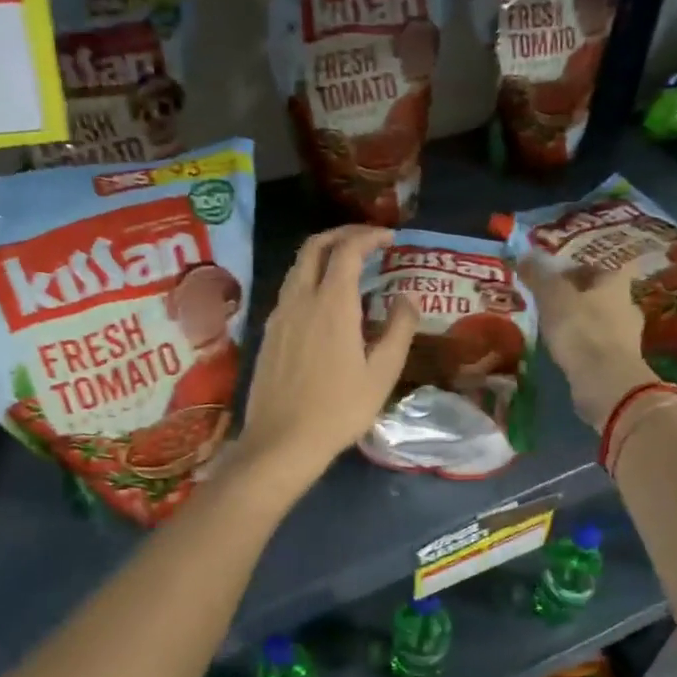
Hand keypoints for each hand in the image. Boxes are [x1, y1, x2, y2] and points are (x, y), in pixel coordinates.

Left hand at [236, 226, 417, 490]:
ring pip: (298, 267)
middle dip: (342, 234)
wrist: (281, 442)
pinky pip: (290, 289)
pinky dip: (310, 278)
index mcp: (331, 304)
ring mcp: (279, 315)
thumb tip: (407, 299)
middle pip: (314, 247)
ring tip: (348, 266)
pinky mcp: (269, 333)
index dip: (369, 236)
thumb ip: (398, 330)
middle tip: (367, 240)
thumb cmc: (339, 409)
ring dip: (323, 255)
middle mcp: (300, 299)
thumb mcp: (382, 373)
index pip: (347, 250)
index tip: (390, 238)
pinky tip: (325, 301)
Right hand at [520, 260, 658, 430]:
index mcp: (615, 283)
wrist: (605, 382)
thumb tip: (527, 253)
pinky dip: (585, 346)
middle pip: (600, 295)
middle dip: (578, 298)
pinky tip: (567, 353)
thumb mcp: (553, 296)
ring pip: (601, 321)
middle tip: (551, 303)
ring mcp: (628, 337)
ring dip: (582, 323)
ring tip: (555, 330)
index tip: (552, 279)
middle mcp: (627, 305)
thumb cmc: (581, 330)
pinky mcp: (622, 363)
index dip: (574, 270)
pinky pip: (599, 347)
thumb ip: (539, 275)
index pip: (596, 267)